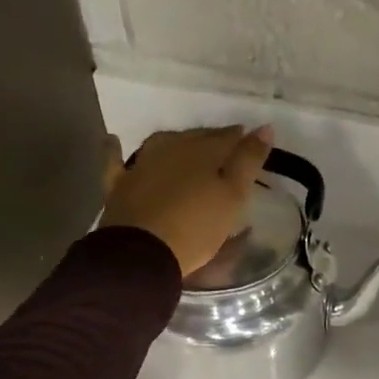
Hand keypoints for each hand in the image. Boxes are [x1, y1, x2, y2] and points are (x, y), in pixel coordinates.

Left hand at [100, 125, 273, 276]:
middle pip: (196, 139)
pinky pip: (115, 161)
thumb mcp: (233, 196)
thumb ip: (249, 161)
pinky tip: (113, 141)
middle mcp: (171, 149)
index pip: (227, 139)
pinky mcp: (119, 185)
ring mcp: (141, 165)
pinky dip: (115, 150)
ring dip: (177, 141)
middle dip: (212, 140)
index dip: (241, 140)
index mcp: (203, 152)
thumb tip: (265, 126)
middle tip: (226, 148)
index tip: (251, 142)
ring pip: (163, 144)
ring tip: (188, 145)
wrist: (142, 253)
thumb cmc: (197, 227)